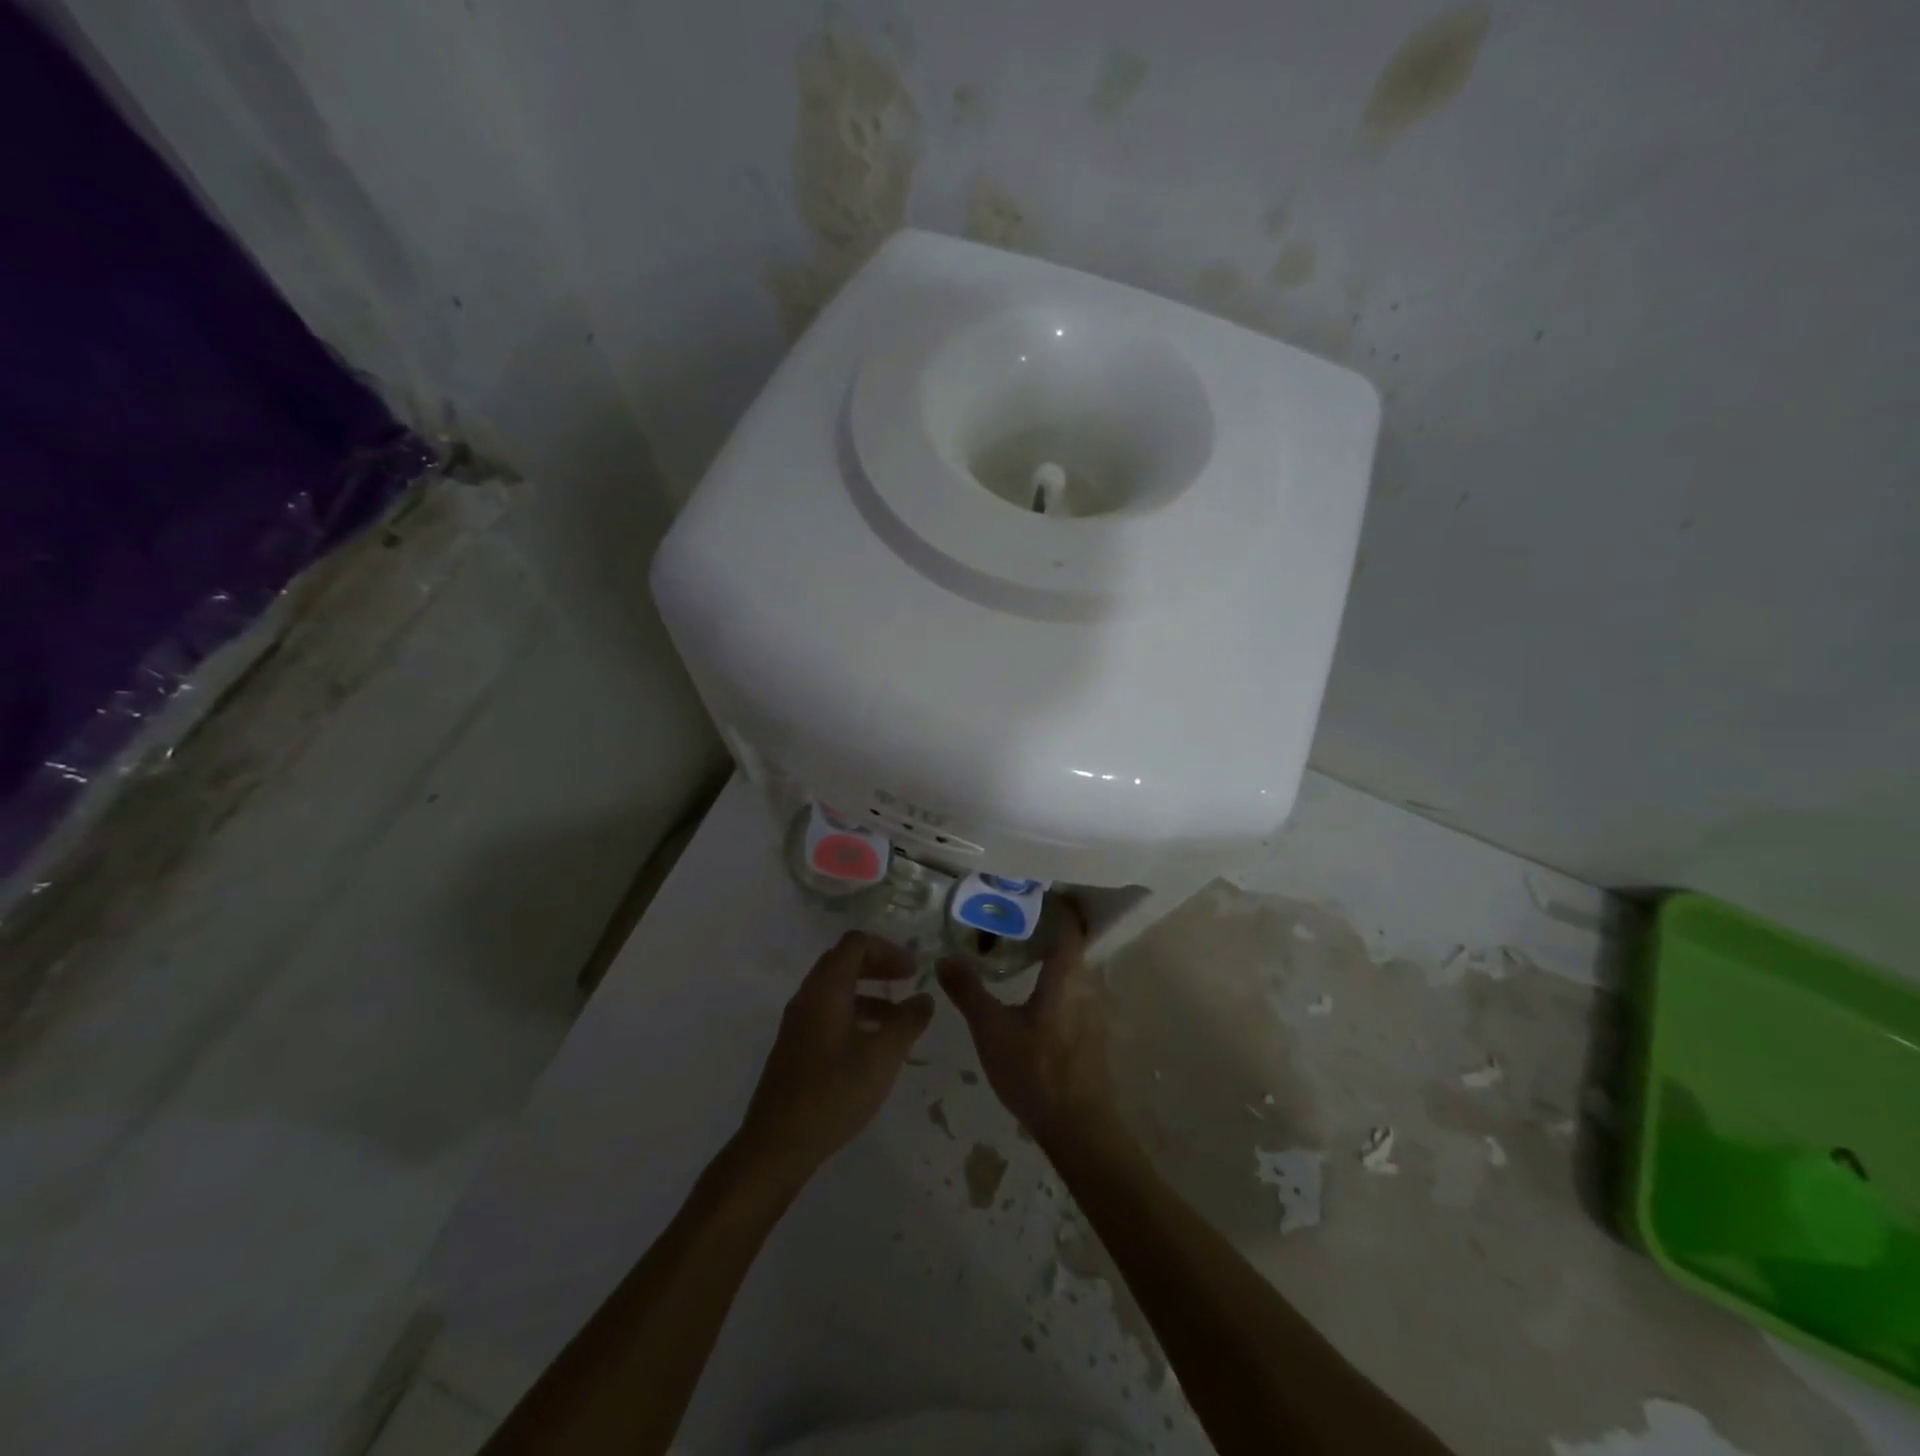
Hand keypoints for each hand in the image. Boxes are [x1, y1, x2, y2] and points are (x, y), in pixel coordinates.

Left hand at [738, 931, 933, 1183]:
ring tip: (900, 1018)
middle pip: (844, 961)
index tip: (915, 970)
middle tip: (908, 981)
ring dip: (870, 993)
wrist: (776, 1146)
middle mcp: (808, 998)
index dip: (889, 950)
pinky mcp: (796, 1047)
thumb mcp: (882, 1057)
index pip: (856, 944)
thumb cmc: (833, 1094)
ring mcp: (798, 1023)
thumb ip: (907, 1023)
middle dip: (879, 966)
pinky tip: (874, 1044)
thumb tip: (925, 998)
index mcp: (826, 990)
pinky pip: (829, 1013)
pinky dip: (856, 1014)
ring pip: (837, 990)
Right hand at [937, 907, 1124, 1150]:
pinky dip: (1056, 978)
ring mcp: (1094, 1008)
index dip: (1054, 904)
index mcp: (1067, 974)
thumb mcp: (991, 1030)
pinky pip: (1075, 988)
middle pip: (1072, 942)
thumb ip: (968, 991)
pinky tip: (1032, 989)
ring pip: (1073, 967)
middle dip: (1046, 926)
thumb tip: (943, 958)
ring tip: (1017, 947)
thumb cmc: (1035, 1071)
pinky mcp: (1093, 1029)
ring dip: (1050, 954)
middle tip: (1012, 916)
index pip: (1068, 924)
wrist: (1078, 1127)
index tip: (1030, 890)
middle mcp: (1088, 983)